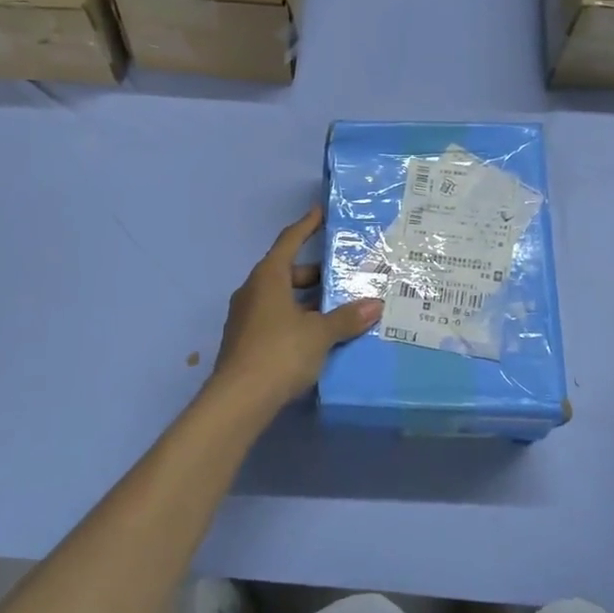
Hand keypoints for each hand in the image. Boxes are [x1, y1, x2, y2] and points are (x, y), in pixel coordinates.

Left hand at [206, 207, 381, 418]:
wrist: (238, 400)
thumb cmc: (279, 353)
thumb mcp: (319, 334)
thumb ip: (346, 318)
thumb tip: (374, 305)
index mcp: (268, 277)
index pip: (289, 241)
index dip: (306, 225)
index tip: (321, 212)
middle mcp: (253, 290)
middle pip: (287, 271)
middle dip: (316, 273)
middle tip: (344, 275)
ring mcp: (246, 317)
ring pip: (282, 298)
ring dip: (308, 300)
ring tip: (339, 307)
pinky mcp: (246, 341)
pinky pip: (276, 318)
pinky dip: (297, 319)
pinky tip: (319, 335)